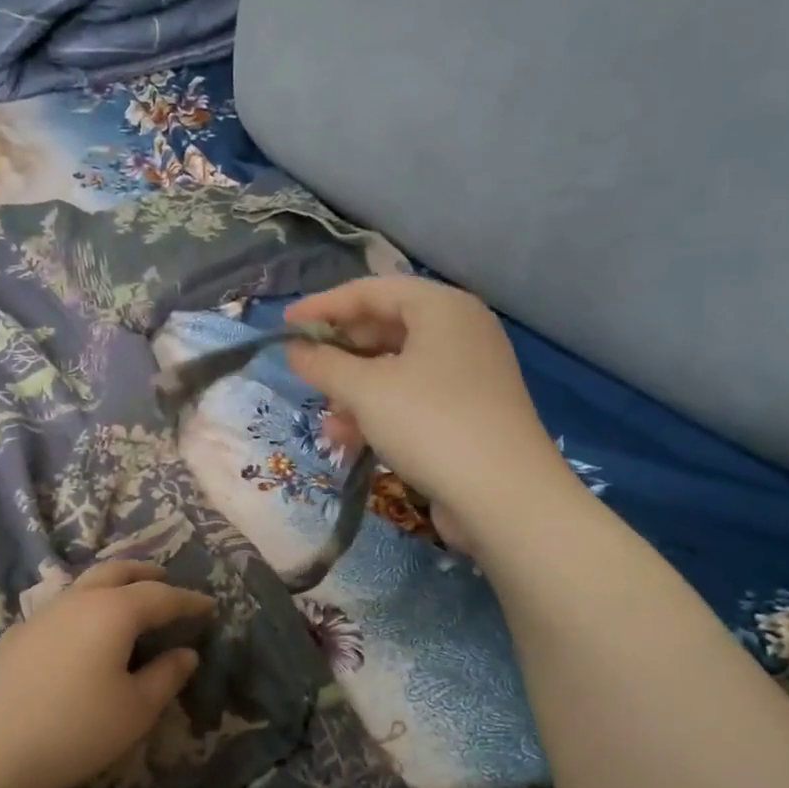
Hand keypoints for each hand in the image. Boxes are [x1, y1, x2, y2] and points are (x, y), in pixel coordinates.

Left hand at [0, 560, 214, 787]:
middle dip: (147, 574)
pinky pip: (64, 605)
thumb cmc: (74, 729)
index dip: (189, 601)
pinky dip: (87, 604)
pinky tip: (85, 632)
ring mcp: (44, 613)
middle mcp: (79, 599)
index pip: (161, 596)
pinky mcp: (19, 634)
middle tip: (167, 582)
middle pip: (119, 572)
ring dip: (115, 584)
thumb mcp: (135, 710)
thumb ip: (166, 676)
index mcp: (113, 611)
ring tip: (129, 600)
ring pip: (87, 583)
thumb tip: (186, 652)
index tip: (210, 606)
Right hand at [285, 278, 566, 541]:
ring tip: (328, 424)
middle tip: (305, 374)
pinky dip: (379, 414)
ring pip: (395, 370)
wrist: (504, 496)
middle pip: (384, 329)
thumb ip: (323, 364)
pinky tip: (351, 441)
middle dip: (340, 356)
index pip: (371, 291)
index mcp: (442, 308)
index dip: (323, 306)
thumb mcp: (365, 390)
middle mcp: (459, 332)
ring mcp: (467, 374)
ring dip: (354, 393)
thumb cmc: (430, 423)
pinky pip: (411, 399)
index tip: (284, 325)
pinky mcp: (468, 413)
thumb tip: (294, 349)